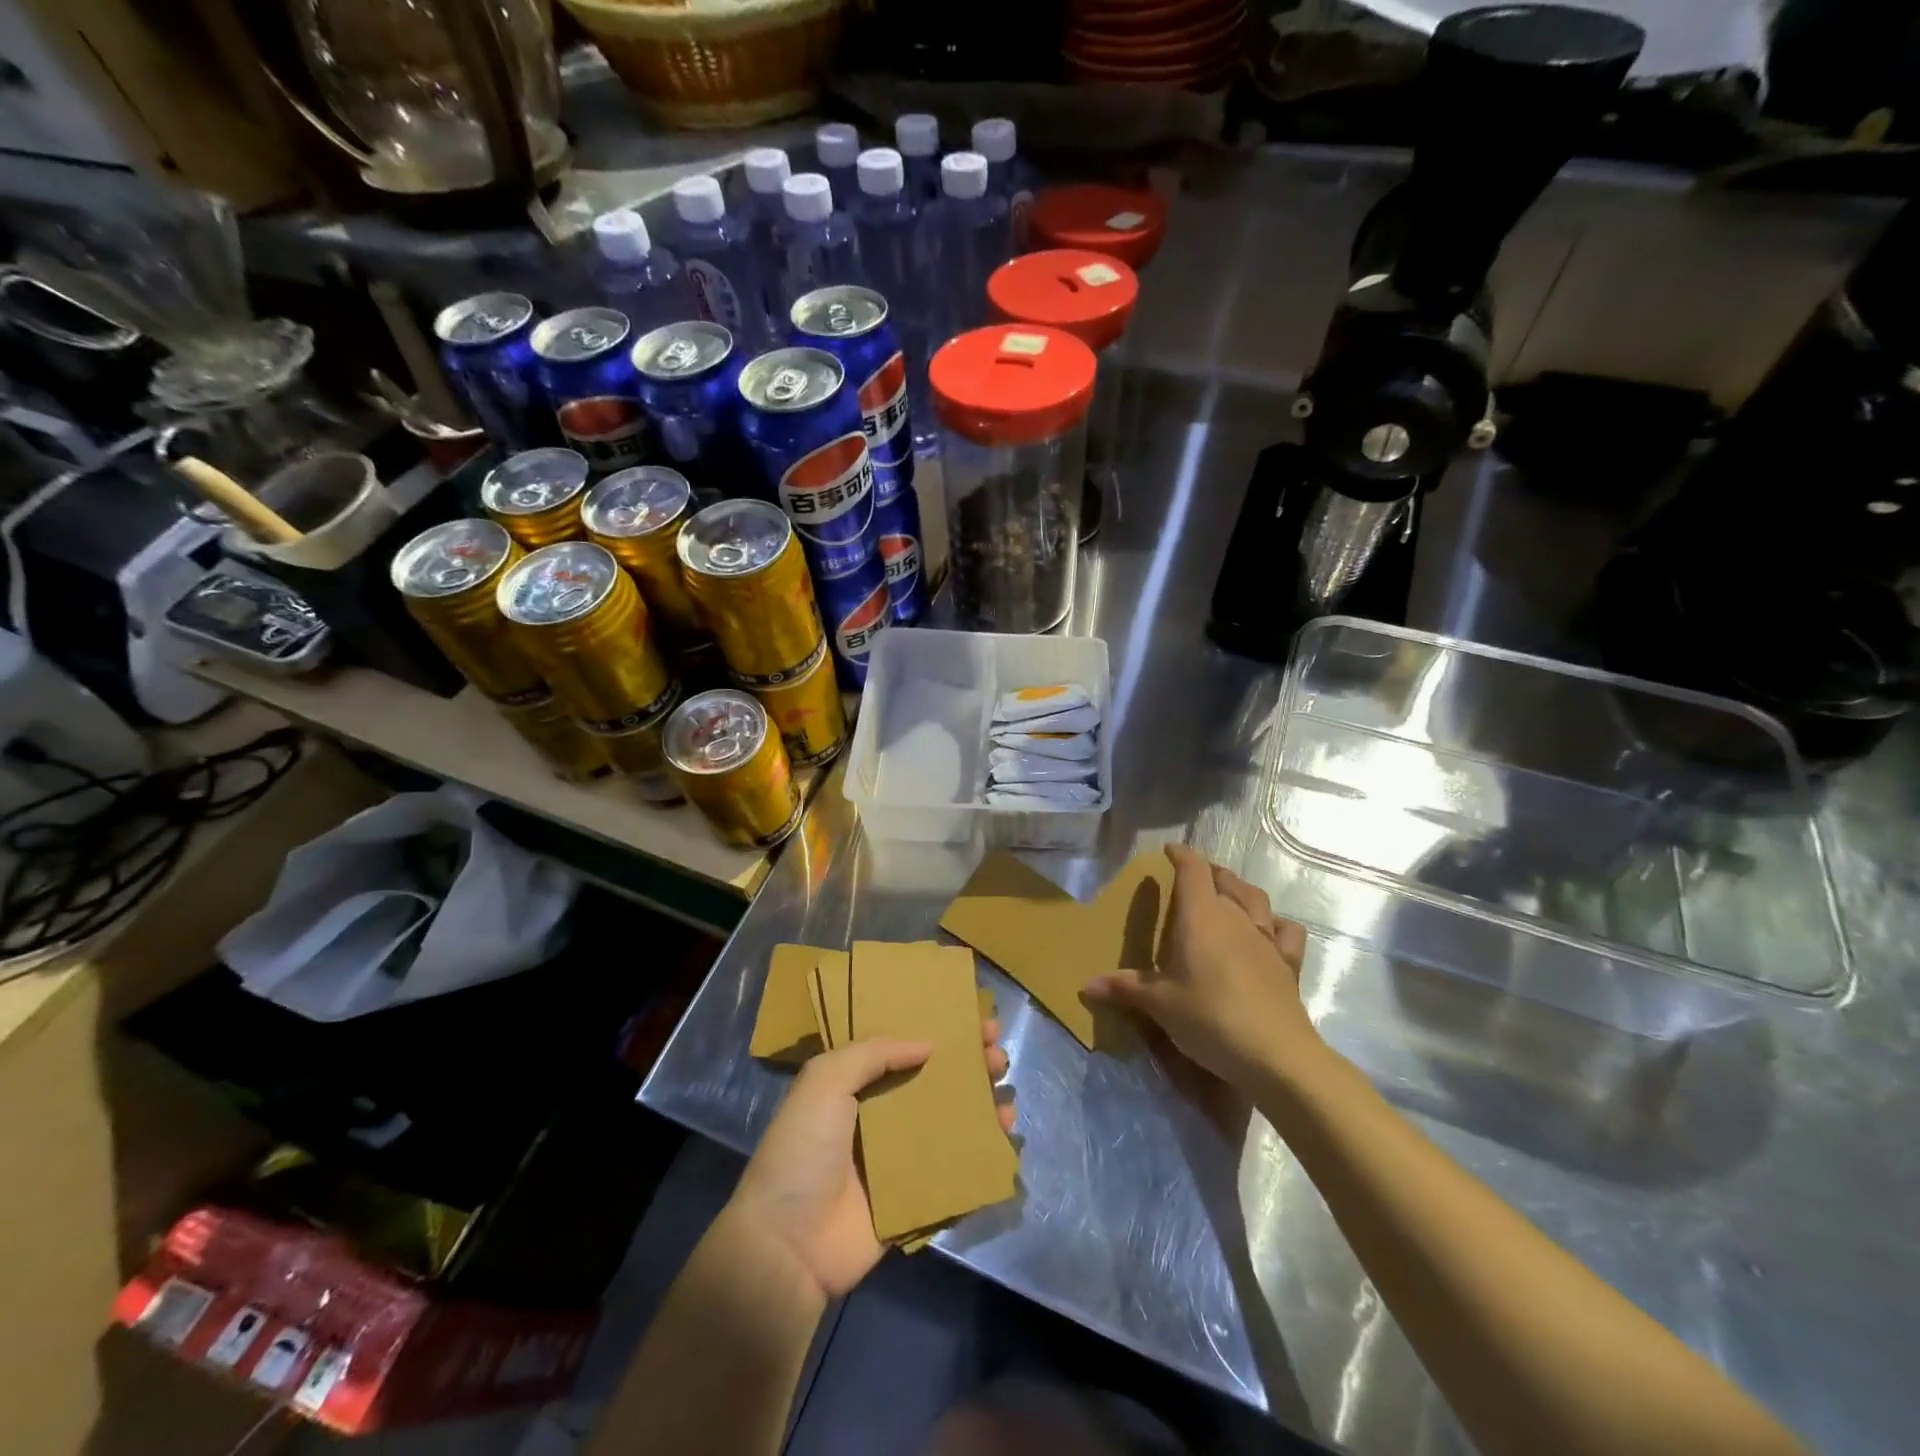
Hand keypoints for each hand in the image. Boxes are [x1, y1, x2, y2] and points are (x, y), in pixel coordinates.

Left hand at [727, 1020, 1013, 1302]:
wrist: (787, 1244)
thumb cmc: (803, 1151)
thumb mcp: (825, 1081)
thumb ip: (874, 1053)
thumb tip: (927, 1044)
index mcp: (857, 1086)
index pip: (906, 1048)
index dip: (939, 1031)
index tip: (973, 1019)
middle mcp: (882, 1116)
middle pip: (935, 1082)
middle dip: (969, 1065)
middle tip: (997, 1054)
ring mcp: (901, 1159)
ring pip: (952, 1122)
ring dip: (981, 1104)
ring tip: (1007, 1091)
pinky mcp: (917, 1197)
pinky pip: (957, 1169)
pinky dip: (983, 1151)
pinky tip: (1006, 1135)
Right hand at [1085, 844, 1325, 1091]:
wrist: (1275, 1055)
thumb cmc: (1209, 1018)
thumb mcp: (1160, 1004)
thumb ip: (1125, 988)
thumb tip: (1086, 986)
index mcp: (1201, 916)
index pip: (1192, 870)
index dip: (1181, 855)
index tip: (1169, 851)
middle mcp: (1235, 917)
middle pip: (1224, 879)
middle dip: (1209, 872)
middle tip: (1194, 878)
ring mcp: (1266, 938)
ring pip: (1255, 898)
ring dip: (1239, 889)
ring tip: (1228, 894)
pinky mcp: (1288, 962)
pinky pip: (1285, 930)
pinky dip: (1275, 923)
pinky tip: (1268, 932)